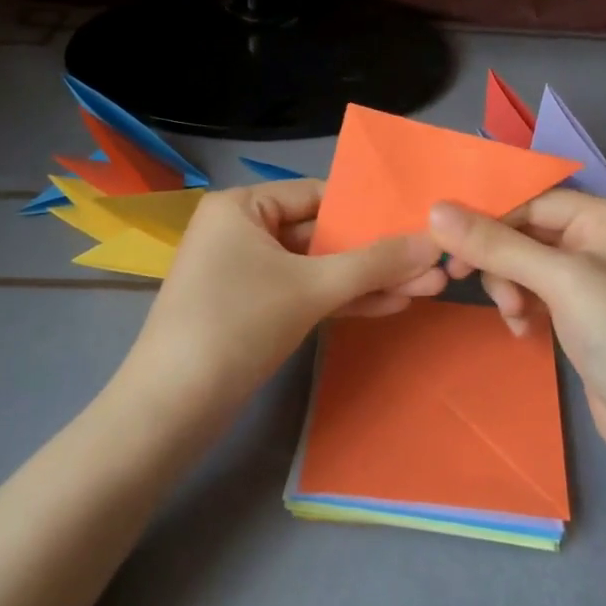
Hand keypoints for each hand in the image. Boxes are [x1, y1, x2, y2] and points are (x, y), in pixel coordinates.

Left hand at [125, 180, 446, 408]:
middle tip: (434, 265)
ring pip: (318, 268)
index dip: (371, 210)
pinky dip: (341, 300)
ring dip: (368, 280)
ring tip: (427, 289)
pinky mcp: (252, 309)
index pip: (319, 195)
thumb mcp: (311, 288)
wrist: (170, 411)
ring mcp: (246, 272)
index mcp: (243, 206)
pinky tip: (390, 305)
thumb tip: (435, 244)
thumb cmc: (236, 325)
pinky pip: (304, 293)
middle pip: (323, 234)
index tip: (418, 223)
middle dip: (378, 254)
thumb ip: (375, 263)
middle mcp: (242, 230)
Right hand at [429, 192, 605, 473]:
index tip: (444, 242)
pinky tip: (522, 328)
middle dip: (498, 258)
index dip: (488, 217)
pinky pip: (532, 290)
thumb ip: (497, 245)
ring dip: (507, 285)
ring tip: (514, 314)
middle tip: (463, 280)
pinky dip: (520, 305)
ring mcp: (587, 276)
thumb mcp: (558, 282)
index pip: (530, 199)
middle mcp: (595, 238)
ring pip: (522, 262)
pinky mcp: (577, 309)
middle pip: (523, 230)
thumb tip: (435, 211)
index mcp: (603, 216)